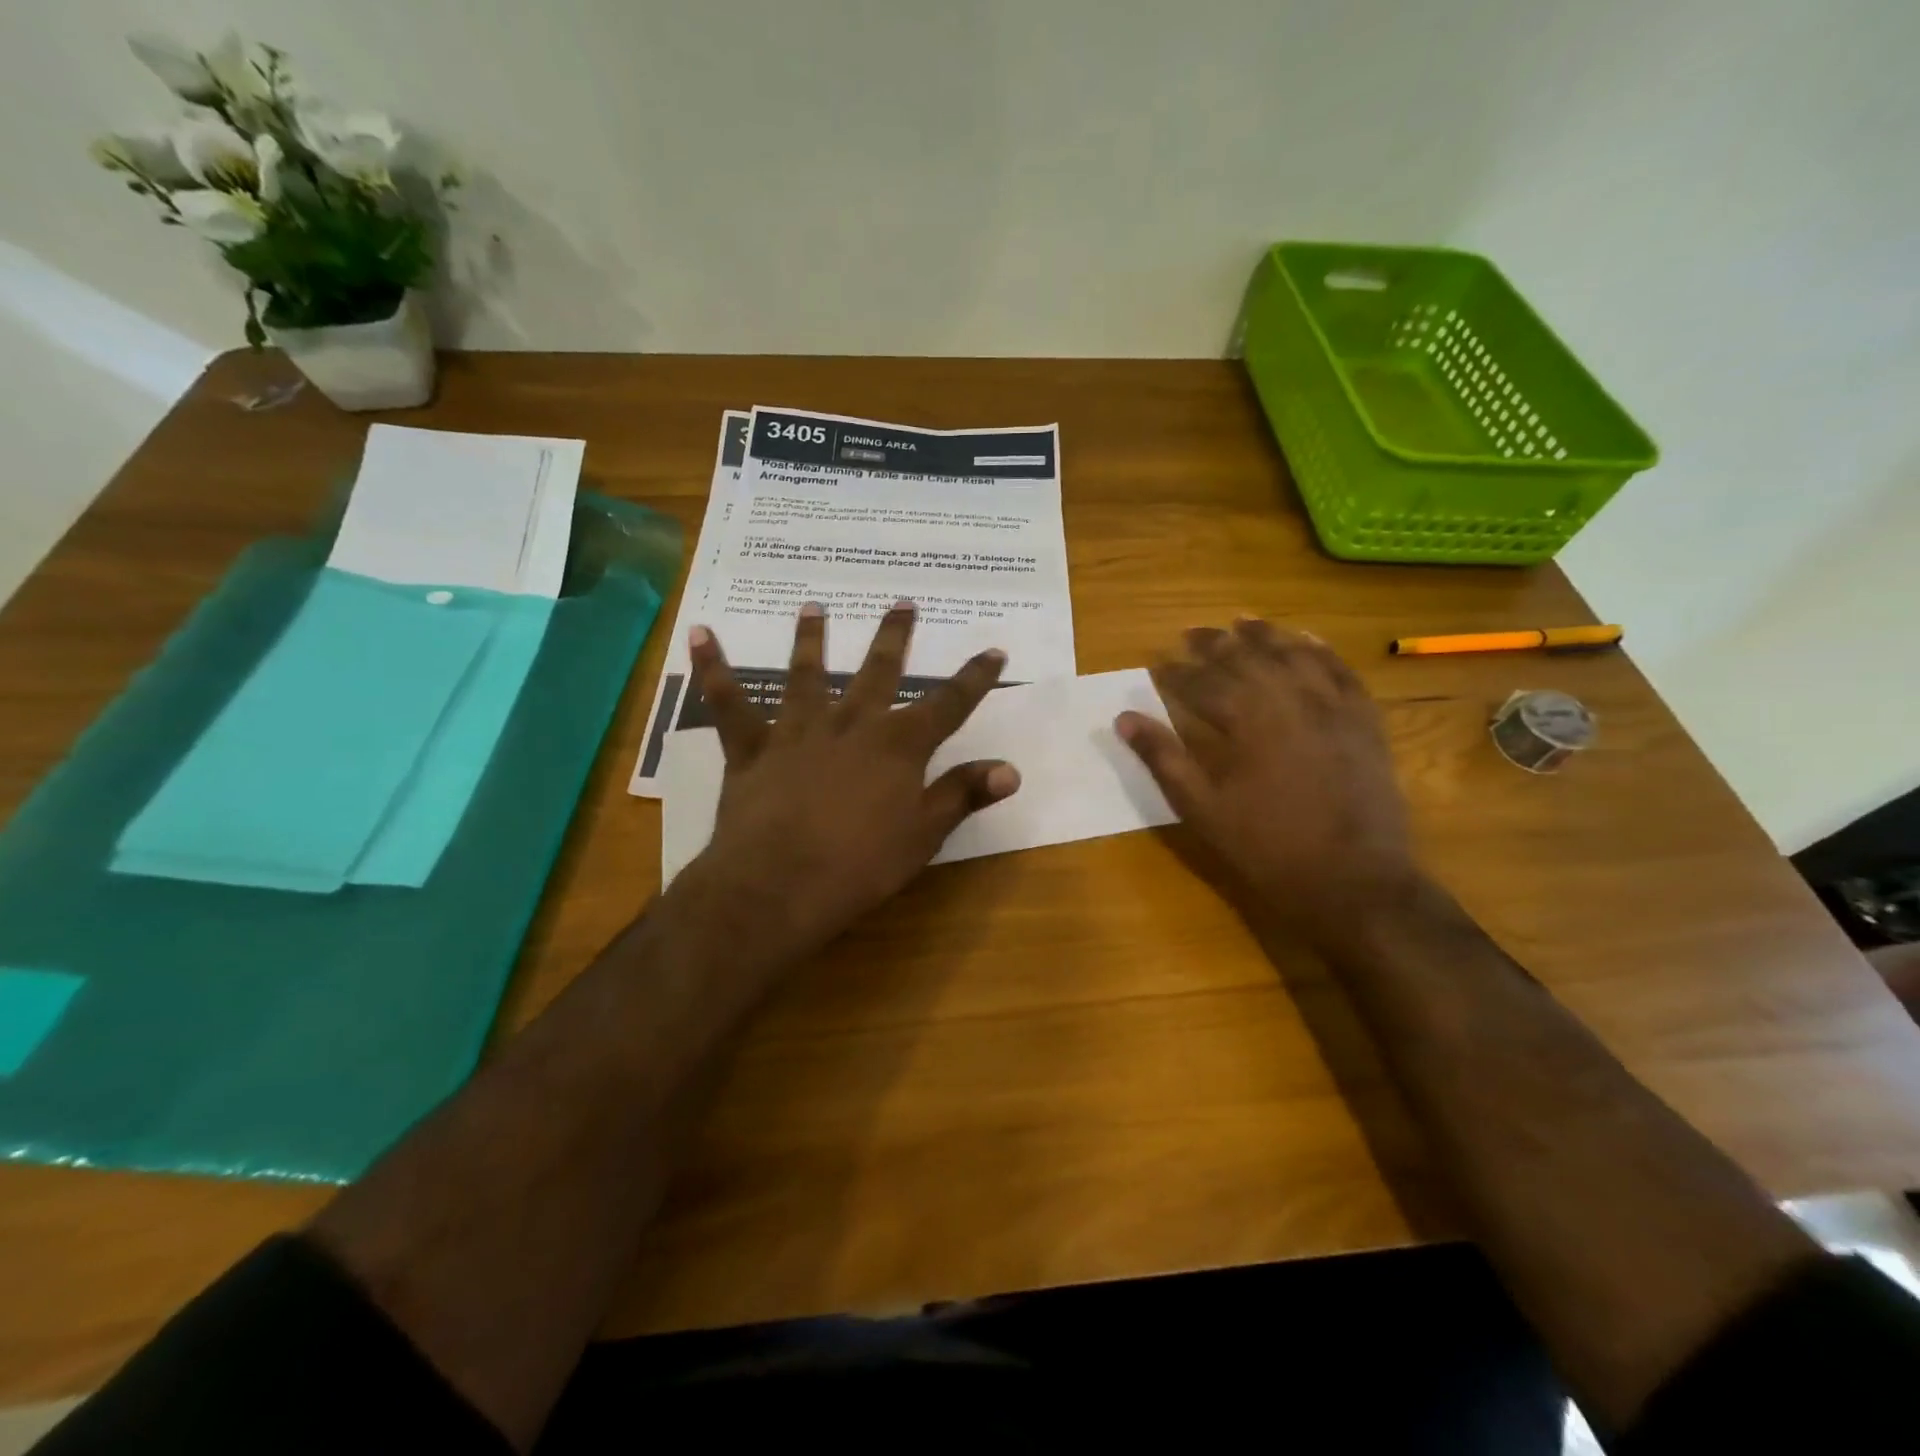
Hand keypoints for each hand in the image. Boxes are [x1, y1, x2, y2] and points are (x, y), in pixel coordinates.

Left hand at [674, 601, 1020, 963]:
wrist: (778, 884)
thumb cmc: (860, 866)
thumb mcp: (923, 835)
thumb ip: (963, 795)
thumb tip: (1010, 769)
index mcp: (898, 746)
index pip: (948, 705)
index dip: (975, 679)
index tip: (994, 651)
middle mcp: (851, 725)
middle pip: (878, 672)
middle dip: (895, 637)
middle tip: (902, 602)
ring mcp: (798, 732)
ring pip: (806, 675)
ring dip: (811, 639)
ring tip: (814, 607)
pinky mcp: (752, 748)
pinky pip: (729, 703)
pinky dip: (714, 668)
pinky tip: (700, 634)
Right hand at [1116, 618, 1417, 946]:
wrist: (1355, 881)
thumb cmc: (1269, 848)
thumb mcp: (1204, 810)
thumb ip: (1165, 758)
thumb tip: (1124, 718)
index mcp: (1246, 721)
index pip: (1201, 683)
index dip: (1175, 672)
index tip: (1156, 663)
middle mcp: (1289, 699)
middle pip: (1246, 658)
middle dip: (1214, 643)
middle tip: (1191, 633)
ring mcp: (1332, 707)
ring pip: (1294, 654)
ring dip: (1265, 635)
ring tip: (1242, 621)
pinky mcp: (1363, 721)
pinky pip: (1341, 672)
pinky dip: (1321, 651)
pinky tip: (1306, 639)